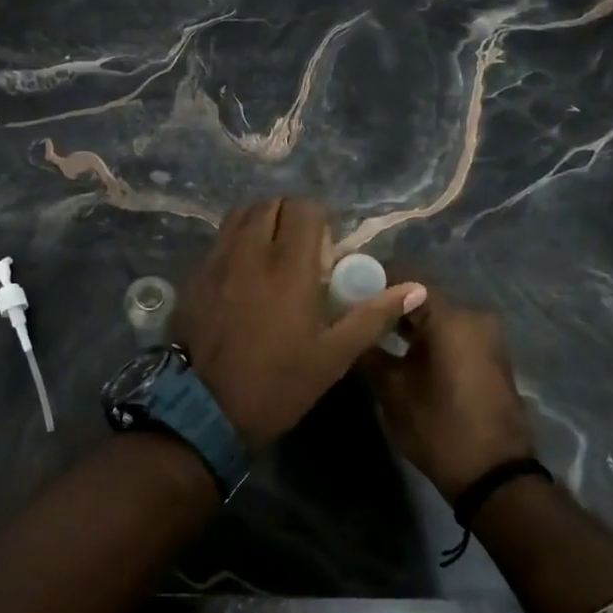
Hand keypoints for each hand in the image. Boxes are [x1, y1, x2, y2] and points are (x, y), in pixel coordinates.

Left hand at [174, 199, 425, 450]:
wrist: (206, 408)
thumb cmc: (278, 384)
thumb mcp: (333, 356)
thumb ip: (372, 315)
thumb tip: (416, 288)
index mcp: (288, 268)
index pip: (302, 209)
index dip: (319, 217)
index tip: (326, 244)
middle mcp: (250, 253)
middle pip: (269, 204)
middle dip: (289, 214)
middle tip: (301, 244)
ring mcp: (217, 261)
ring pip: (239, 215)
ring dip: (260, 220)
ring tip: (272, 249)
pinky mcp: (195, 274)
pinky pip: (219, 239)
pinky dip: (236, 239)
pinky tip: (244, 269)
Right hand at [360, 276, 535, 502]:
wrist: (495, 477)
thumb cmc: (439, 426)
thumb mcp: (392, 389)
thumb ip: (366, 349)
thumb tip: (346, 328)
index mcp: (451, 317)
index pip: (404, 276)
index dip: (370, 278)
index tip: (342, 285)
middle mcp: (473, 316)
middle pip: (421, 293)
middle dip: (386, 299)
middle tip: (350, 308)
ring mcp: (485, 337)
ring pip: (435, 314)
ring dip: (404, 318)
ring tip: (369, 328)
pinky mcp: (488, 356)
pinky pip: (450, 332)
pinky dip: (424, 334)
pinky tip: (397, 347)